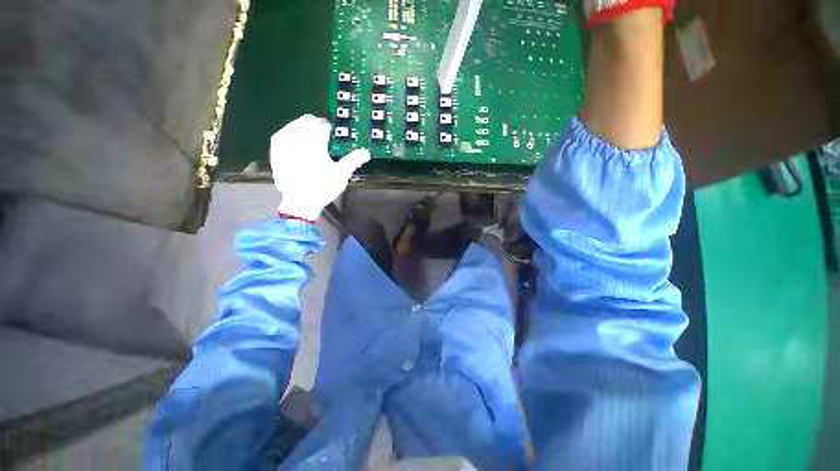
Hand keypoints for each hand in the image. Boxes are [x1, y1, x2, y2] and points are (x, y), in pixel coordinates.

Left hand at [270, 115, 369, 220]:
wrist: (301, 202)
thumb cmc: (323, 188)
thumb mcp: (341, 174)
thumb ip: (353, 160)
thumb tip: (366, 152)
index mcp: (316, 145)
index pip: (322, 129)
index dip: (328, 127)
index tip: (332, 128)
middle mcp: (299, 142)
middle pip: (307, 125)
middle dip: (315, 122)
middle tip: (320, 123)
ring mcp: (285, 148)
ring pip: (291, 128)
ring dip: (299, 123)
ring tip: (305, 122)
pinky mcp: (276, 155)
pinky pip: (278, 137)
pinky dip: (285, 132)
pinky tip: (288, 133)